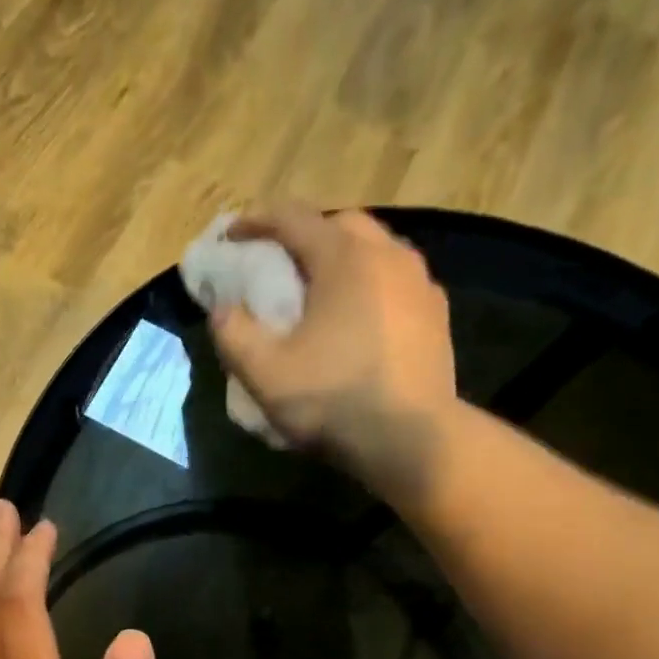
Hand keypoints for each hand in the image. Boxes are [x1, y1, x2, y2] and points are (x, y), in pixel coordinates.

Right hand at [211, 205, 460, 500]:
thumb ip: (234, 334)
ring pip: (375, 250)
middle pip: (341, 225)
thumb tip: (222, 309)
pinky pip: (395, 282)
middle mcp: (388, 256)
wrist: (410, 439)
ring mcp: (420, 284)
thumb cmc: (332, 400)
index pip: (294, 218)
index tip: (231, 234)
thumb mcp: (264, 373)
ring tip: (318, 290)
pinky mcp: (436, 315)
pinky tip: (356, 318)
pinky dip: (368, 285)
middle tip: (278, 262)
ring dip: (340, 259)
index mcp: (344, 258)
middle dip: (304, 235)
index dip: (256, 221)